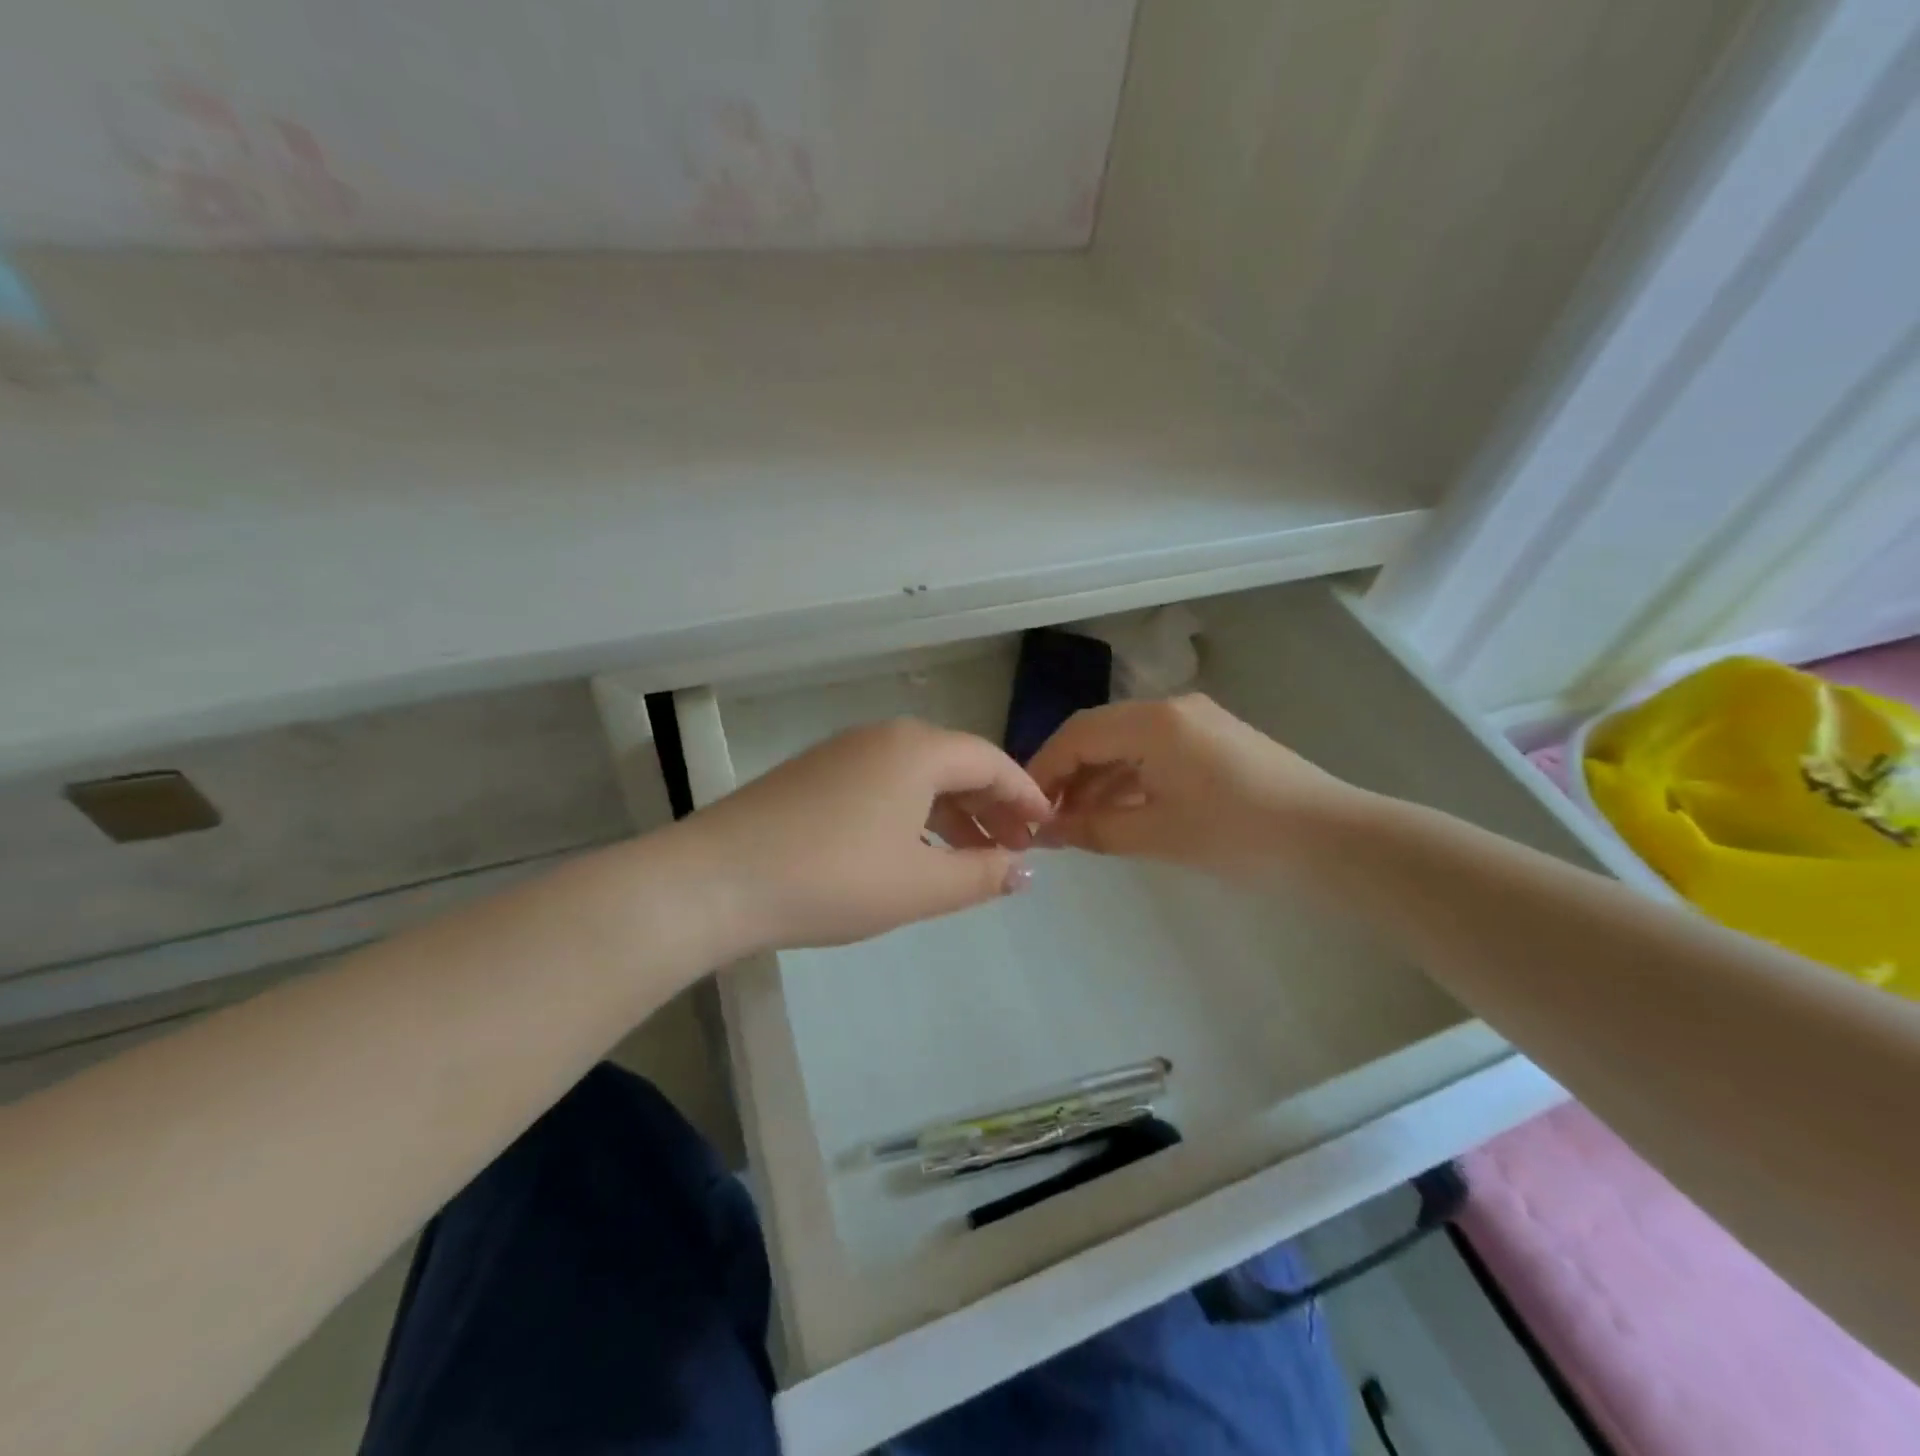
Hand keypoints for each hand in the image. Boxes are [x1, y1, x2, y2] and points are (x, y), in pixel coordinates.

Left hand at [675, 718, 1050, 952]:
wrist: (715, 880)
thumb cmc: (833, 878)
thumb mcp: (920, 885)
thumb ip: (981, 875)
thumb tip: (1024, 870)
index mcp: (917, 750)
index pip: (990, 761)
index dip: (1025, 795)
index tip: (1047, 829)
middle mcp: (883, 737)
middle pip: (955, 763)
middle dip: (991, 806)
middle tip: (1014, 848)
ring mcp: (843, 753)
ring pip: (917, 776)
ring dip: (952, 812)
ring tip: (972, 856)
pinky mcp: (814, 775)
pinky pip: (884, 785)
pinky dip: (913, 813)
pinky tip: (913, 849)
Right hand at [1026, 695, 1354, 877]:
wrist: (1332, 839)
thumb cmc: (1239, 834)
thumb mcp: (1158, 834)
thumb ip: (1094, 828)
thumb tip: (1048, 832)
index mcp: (1154, 722)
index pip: (1078, 734)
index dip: (1044, 768)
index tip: (1024, 807)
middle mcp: (1171, 709)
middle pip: (1099, 733)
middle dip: (1068, 774)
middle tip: (1047, 818)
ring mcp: (1196, 722)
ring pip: (1126, 744)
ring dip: (1098, 779)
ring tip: (1077, 822)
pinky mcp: (1213, 741)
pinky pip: (1154, 753)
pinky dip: (1129, 780)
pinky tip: (1117, 811)